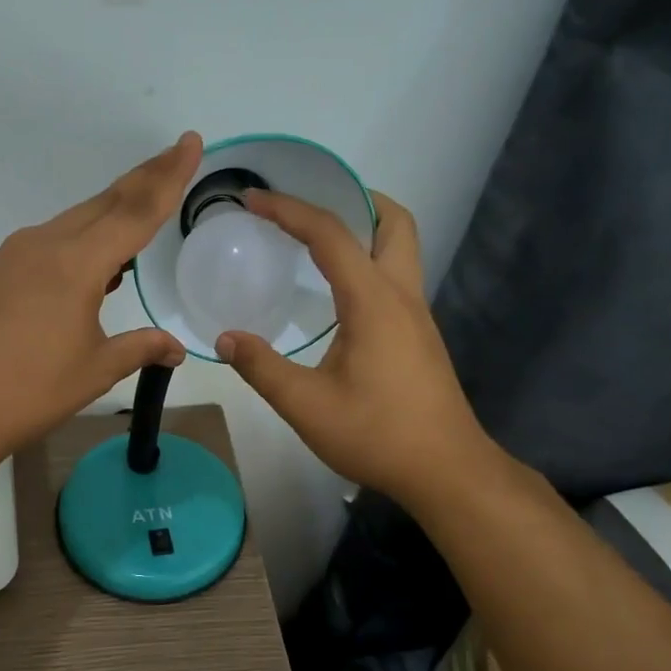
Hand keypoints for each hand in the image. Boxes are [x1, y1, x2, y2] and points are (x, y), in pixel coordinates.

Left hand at [0, 132, 202, 459]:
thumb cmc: (30, 392)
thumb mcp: (95, 370)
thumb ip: (140, 348)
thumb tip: (175, 348)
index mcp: (76, 264)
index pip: (135, 211)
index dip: (168, 178)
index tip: (190, 143)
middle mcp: (44, 245)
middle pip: (105, 203)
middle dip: (143, 179)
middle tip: (175, 155)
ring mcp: (15, 256)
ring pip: (75, 221)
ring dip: (111, 210)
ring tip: (143, 206)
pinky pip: (50, 241)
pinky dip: (81, 239)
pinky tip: (95, 261)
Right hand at [215, 190, 491, 502]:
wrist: (445, 470)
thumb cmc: (376, 434)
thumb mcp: (306, 406)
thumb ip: (262, 367)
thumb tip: (225, 338)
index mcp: (373, 301)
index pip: (330, 235)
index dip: (289, 209)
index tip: (252, 199)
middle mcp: (402, 296)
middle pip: (393, 222)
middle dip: (353, 199)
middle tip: (309, 206)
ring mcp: (416, 315)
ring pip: (401, 248)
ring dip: (364, 230)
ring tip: (316, 239)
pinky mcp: (418, 336)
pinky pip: (395, 277)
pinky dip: (367, 262)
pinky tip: (336, 292)